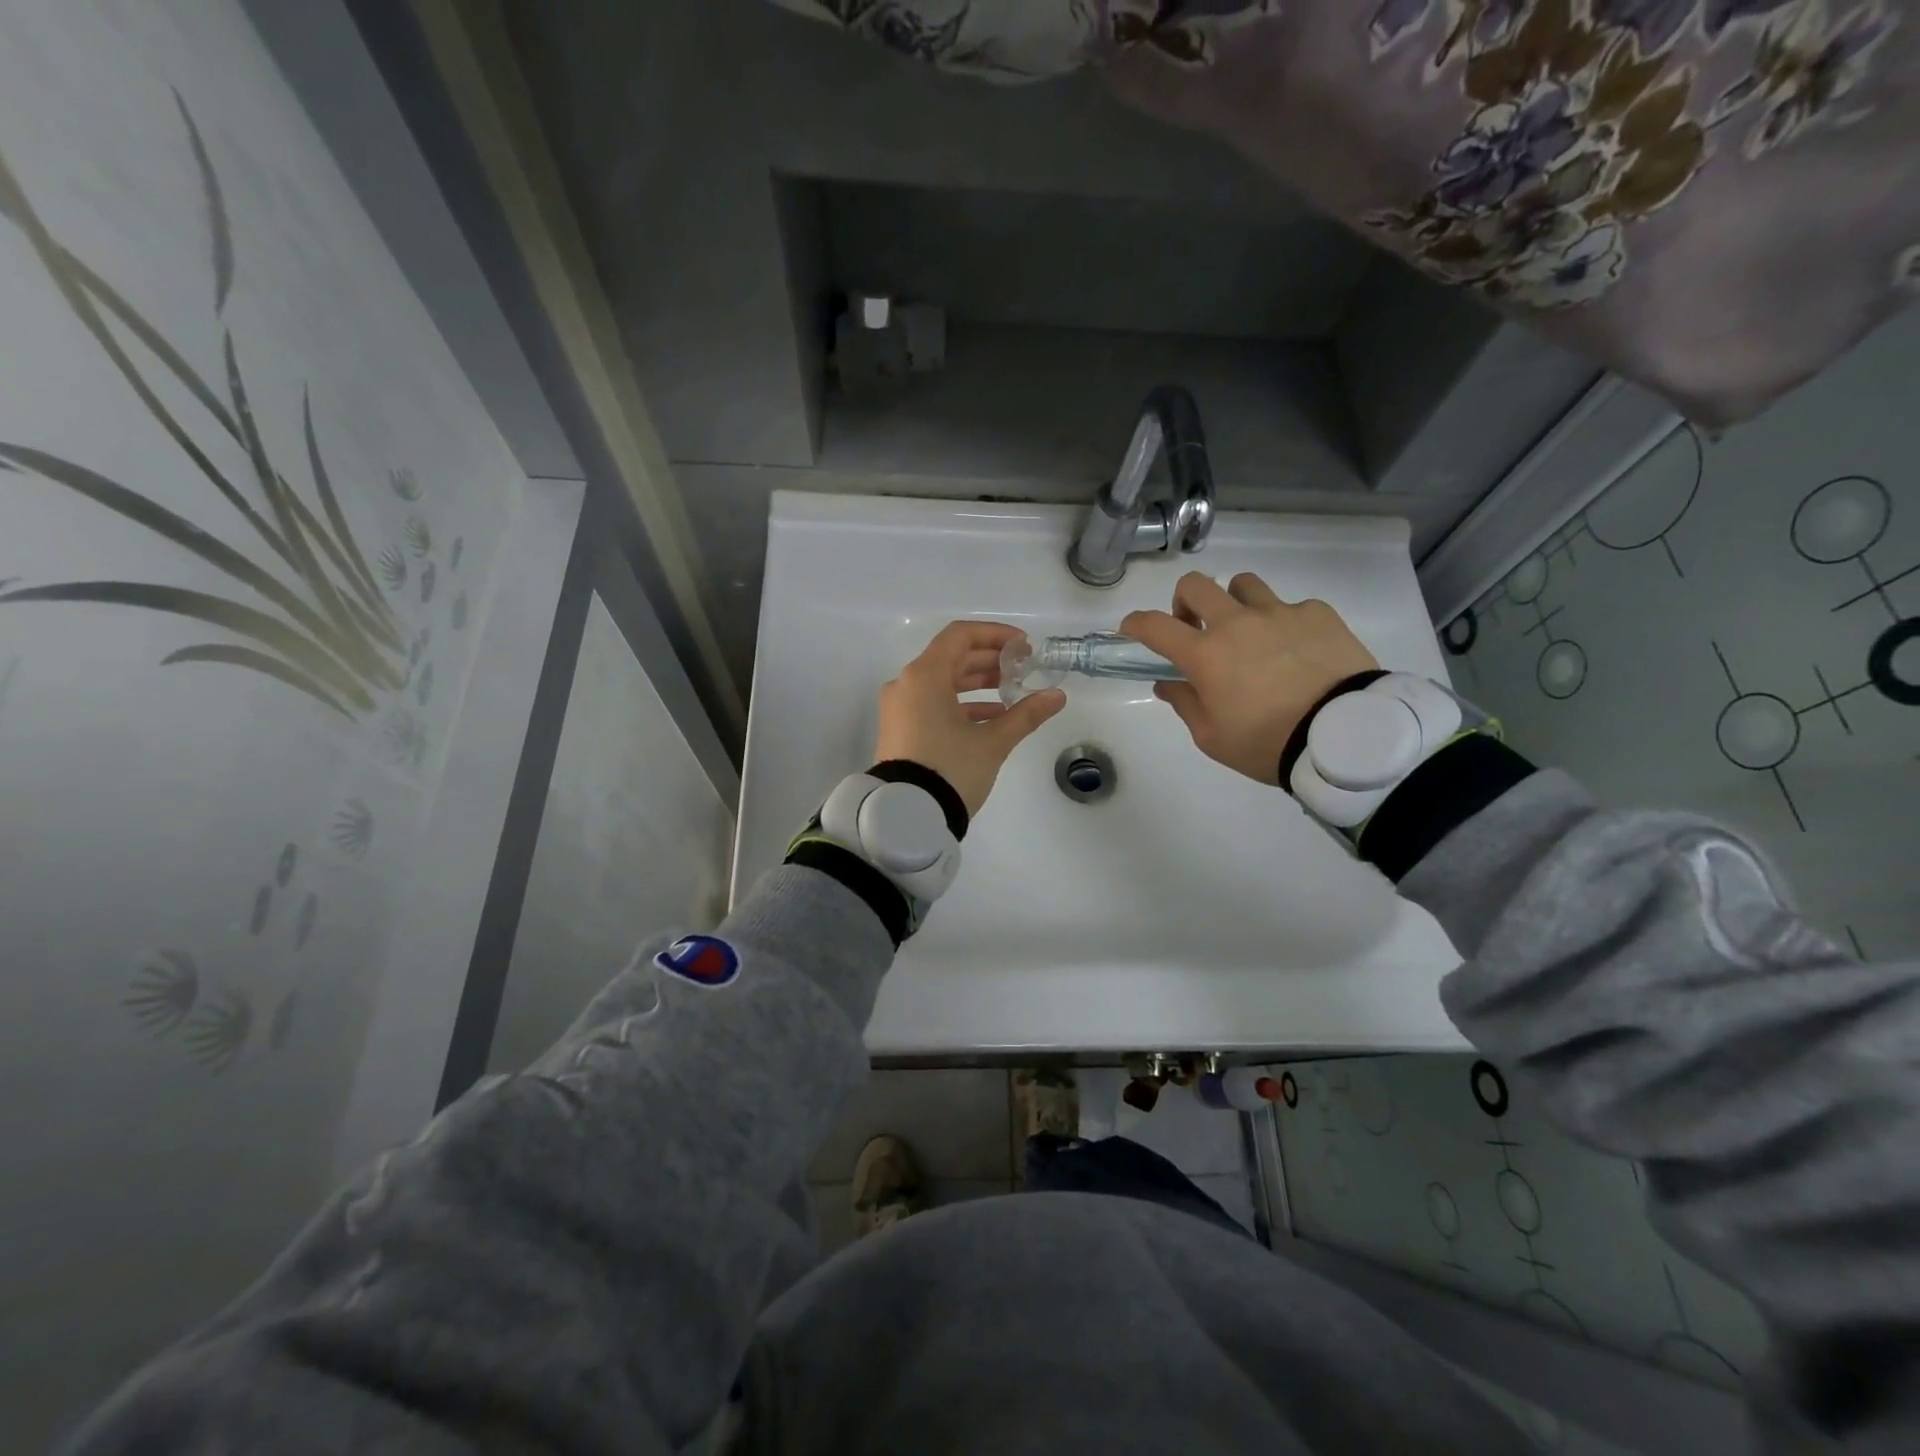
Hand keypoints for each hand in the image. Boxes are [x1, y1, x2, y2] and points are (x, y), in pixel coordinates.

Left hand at [875, 621, 1066, 816]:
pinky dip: (961, 705)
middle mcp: (906, 684)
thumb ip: (1026, 714)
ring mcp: (899, 708)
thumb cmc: (951, 769)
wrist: (906, 815)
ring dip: (978, 684)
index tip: (1023, 647)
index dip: (995, 635)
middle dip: (990, 661)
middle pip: (951, 658)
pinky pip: (932, 704)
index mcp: (925, 676)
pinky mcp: (900, 729)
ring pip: (942, 682)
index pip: (961, 635)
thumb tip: (1058, 696)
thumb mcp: (993, 742)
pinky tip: (992, 718)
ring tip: (1012, 693)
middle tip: (1023, 670)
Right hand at [1121, 573, 1377, 785]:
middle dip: (1183, 601)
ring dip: (1235, 602)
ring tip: (1249, 632)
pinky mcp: (1318, 614)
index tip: (1131, 629)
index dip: (1135, 623)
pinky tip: (1297, 650)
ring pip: (1244, 585)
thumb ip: (1186, 704)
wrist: (1345, 737)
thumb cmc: (1267, 743)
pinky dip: (1284, 622)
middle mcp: (1237, 623)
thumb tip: (1169, 683)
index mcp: (1205, 655)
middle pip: (1195, 585)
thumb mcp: (1213, 737)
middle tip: (1194, 627)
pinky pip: (1291, 606)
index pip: (1154, 625)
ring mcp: (1279, 613)